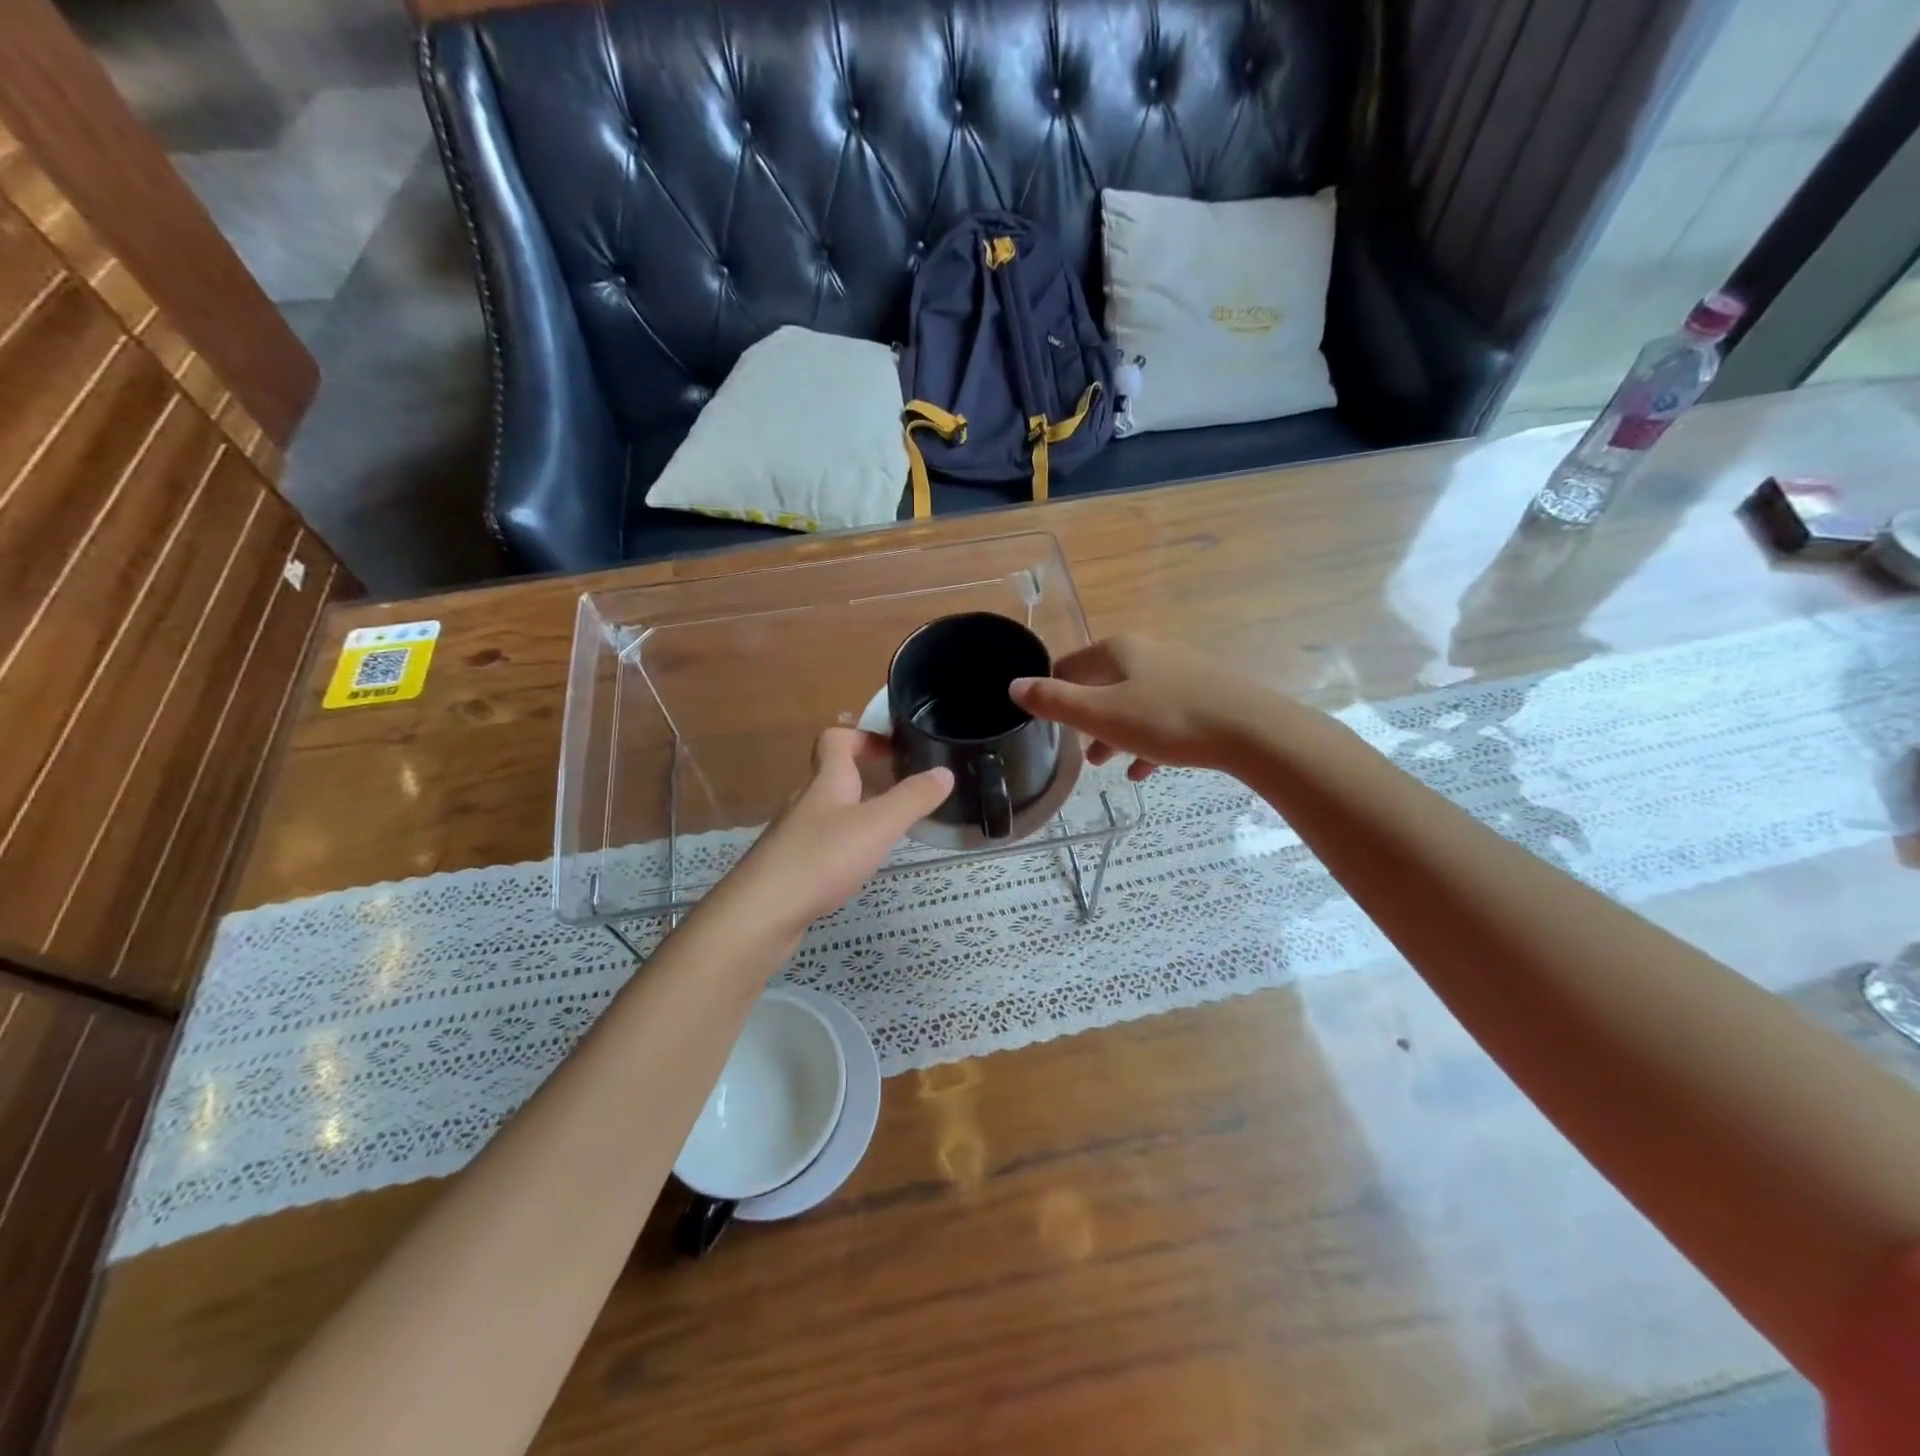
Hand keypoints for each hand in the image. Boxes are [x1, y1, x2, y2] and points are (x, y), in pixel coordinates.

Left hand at [722, 727, 951, 933]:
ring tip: (888, 829)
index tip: (893, 748)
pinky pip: (820, 843)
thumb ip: (912, 799)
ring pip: (827, 811)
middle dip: (865, 776)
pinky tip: (857, 866)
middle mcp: (806, 801)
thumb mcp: (878, 825)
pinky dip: (842, 844)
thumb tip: (944, 772)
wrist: (761, 913)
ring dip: (856, 812)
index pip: (836, 739)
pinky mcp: (788, 867)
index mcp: (826, 782)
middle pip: (832, 775)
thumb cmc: (822, 859)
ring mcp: (793, 835)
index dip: (863, 736)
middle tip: (901, 790)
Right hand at [1010, 636, 1266, 779]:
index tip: (1045, 720)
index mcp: (1120, 650)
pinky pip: (1166, 717)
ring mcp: (1182, 672)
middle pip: (1105, 684)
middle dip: (1088, 717)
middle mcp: (1151, 652)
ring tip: (1106, 764)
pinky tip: (1146, 770)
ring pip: (1136, 703)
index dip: (1052, 690)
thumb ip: (1055, 702)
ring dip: (1117, 732)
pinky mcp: (1207, 695)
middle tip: (1076, 749)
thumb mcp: (1101, 715)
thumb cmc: (1167, 721)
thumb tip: (1015, 686)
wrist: (1251, 731)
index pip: (1071, 664)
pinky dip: (1149, 740)